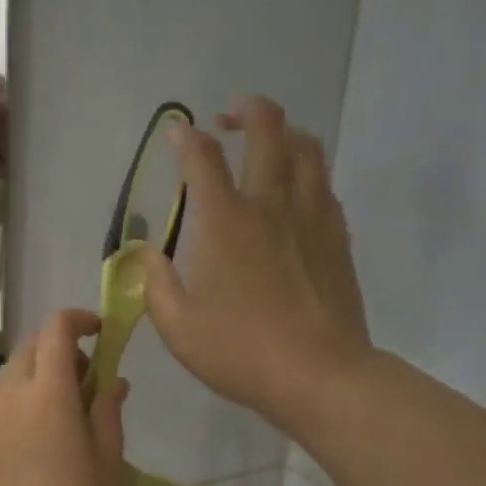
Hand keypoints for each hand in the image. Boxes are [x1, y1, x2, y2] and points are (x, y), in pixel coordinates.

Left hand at [0, 311, 127, 485]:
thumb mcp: (108, 460)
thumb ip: (107, 411)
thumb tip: (113, 379)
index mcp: (50, 390)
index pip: (57, 329)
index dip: (78, 320)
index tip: (97, 332)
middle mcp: (9, 391)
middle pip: (30, 348)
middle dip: (57, 350)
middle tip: (81, 380)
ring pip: (3, 375)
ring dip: (28, 378)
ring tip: (47, 409)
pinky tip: (4, 424)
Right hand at [144, 96, 373, 434]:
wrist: (318, 374)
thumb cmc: (239, 351)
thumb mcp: (177, 326)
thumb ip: (155, 282)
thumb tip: (148, 252)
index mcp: (224, 221)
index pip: (203, 157)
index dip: (186, 137)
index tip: (177, 133)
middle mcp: (270, 204)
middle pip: (268, 129)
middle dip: (246, 111)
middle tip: (229, 118)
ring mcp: (311, 216)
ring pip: (306, 148)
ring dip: (284, 134)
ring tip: (268, 145)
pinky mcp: (337, 236)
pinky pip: (323, 184)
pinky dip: (306, 173)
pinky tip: (295, 192)